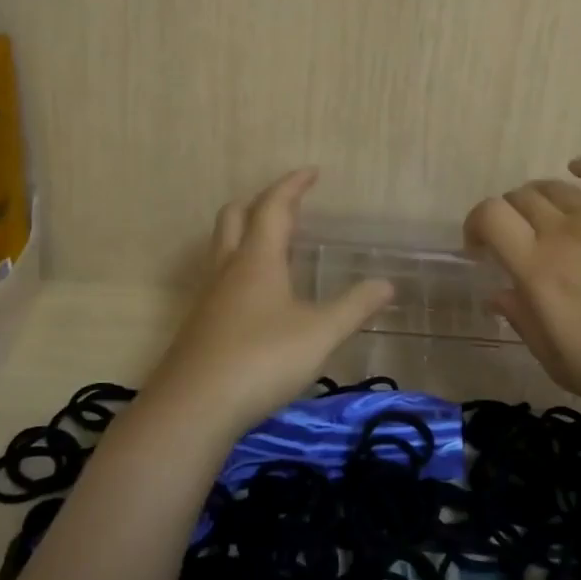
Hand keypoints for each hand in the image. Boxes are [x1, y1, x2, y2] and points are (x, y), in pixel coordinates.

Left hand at [142, 168, 394, 437]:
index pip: (273, 207)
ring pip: (222, 247)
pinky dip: (239, 267)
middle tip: (288, 206)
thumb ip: (354, 307)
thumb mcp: (320, 334)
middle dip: (260, 203)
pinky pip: (219, 278)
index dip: (293, 186)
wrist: (194, 407)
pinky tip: (257, 297)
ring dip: (246, 233)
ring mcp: (208, 297)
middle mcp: (228, 269)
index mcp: (257, 259)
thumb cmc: (262, 359)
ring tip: (274, 245)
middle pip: (234, 217)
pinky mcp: (199, 325)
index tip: (311, 172)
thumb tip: (387, 284)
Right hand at [464, 156, 580, 412]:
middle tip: (517, 241)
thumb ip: (523, 323)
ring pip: (554, 187)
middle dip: (507, 216)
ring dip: (538, 199)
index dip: (476, 223)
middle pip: (519, 198)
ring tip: (546, 219)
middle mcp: (563, 232)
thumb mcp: (560, 364)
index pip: (490, 216)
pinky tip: (578, 172)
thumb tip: (498, 293)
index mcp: (538, 269)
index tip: (479, 247)